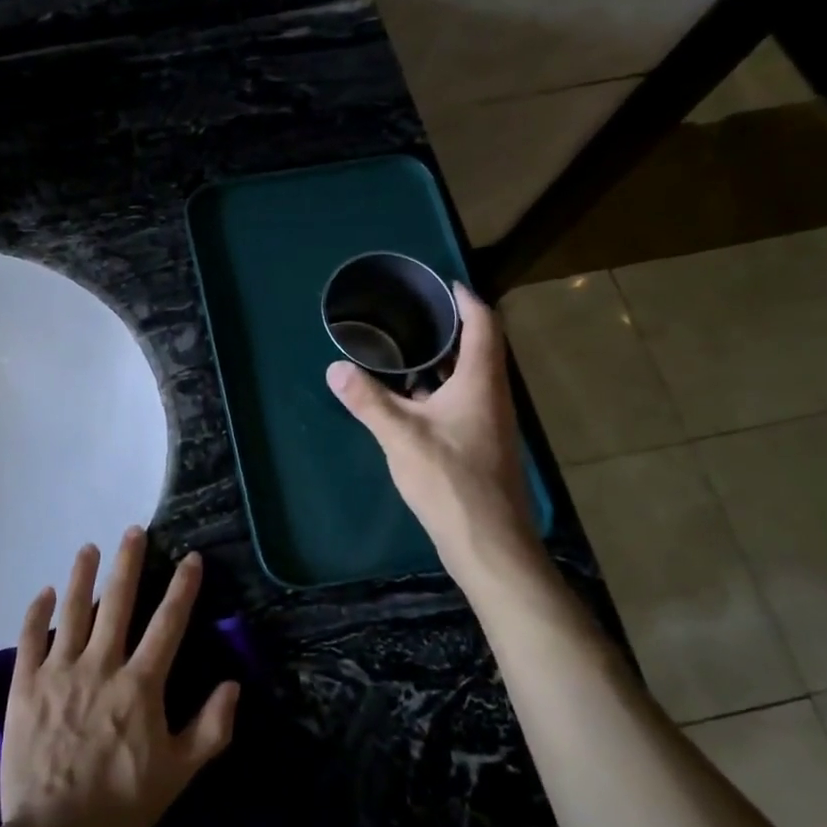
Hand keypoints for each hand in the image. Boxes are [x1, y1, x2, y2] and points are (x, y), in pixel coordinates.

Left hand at [0, 527, 239, 826]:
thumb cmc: (120, 806)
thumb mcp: (178, 775)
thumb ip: (210, 728)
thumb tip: (232, 684)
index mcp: (139, 685)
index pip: (167, 624)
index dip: (182, 588)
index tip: (191, 558)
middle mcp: (100, 666)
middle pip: (117, 602)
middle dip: (129, 563)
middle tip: (134, 531)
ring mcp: (59, 672)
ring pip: (73, 611)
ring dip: (82, 575)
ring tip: (89, 548)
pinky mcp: (26, 685)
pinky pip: (31, 638)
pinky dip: (37, 612)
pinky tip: (43, 592)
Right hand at [326, 282, 538, 584]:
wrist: (488, 542)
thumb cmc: (450, 479)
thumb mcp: (401, 436)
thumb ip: (368, 400)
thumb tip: (335, 368)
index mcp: (481, 383)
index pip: (483, 326)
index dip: (467, 300)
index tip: (445, 283)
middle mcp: (492, 397)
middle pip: (478, 349)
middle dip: (450, 328)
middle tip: (413, 312)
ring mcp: (488, 424)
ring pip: (469, 379)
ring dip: (442, 361)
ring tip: (404, 348)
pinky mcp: (479, 446)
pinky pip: (460, 402)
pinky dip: (437, 390)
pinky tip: (408, 398)